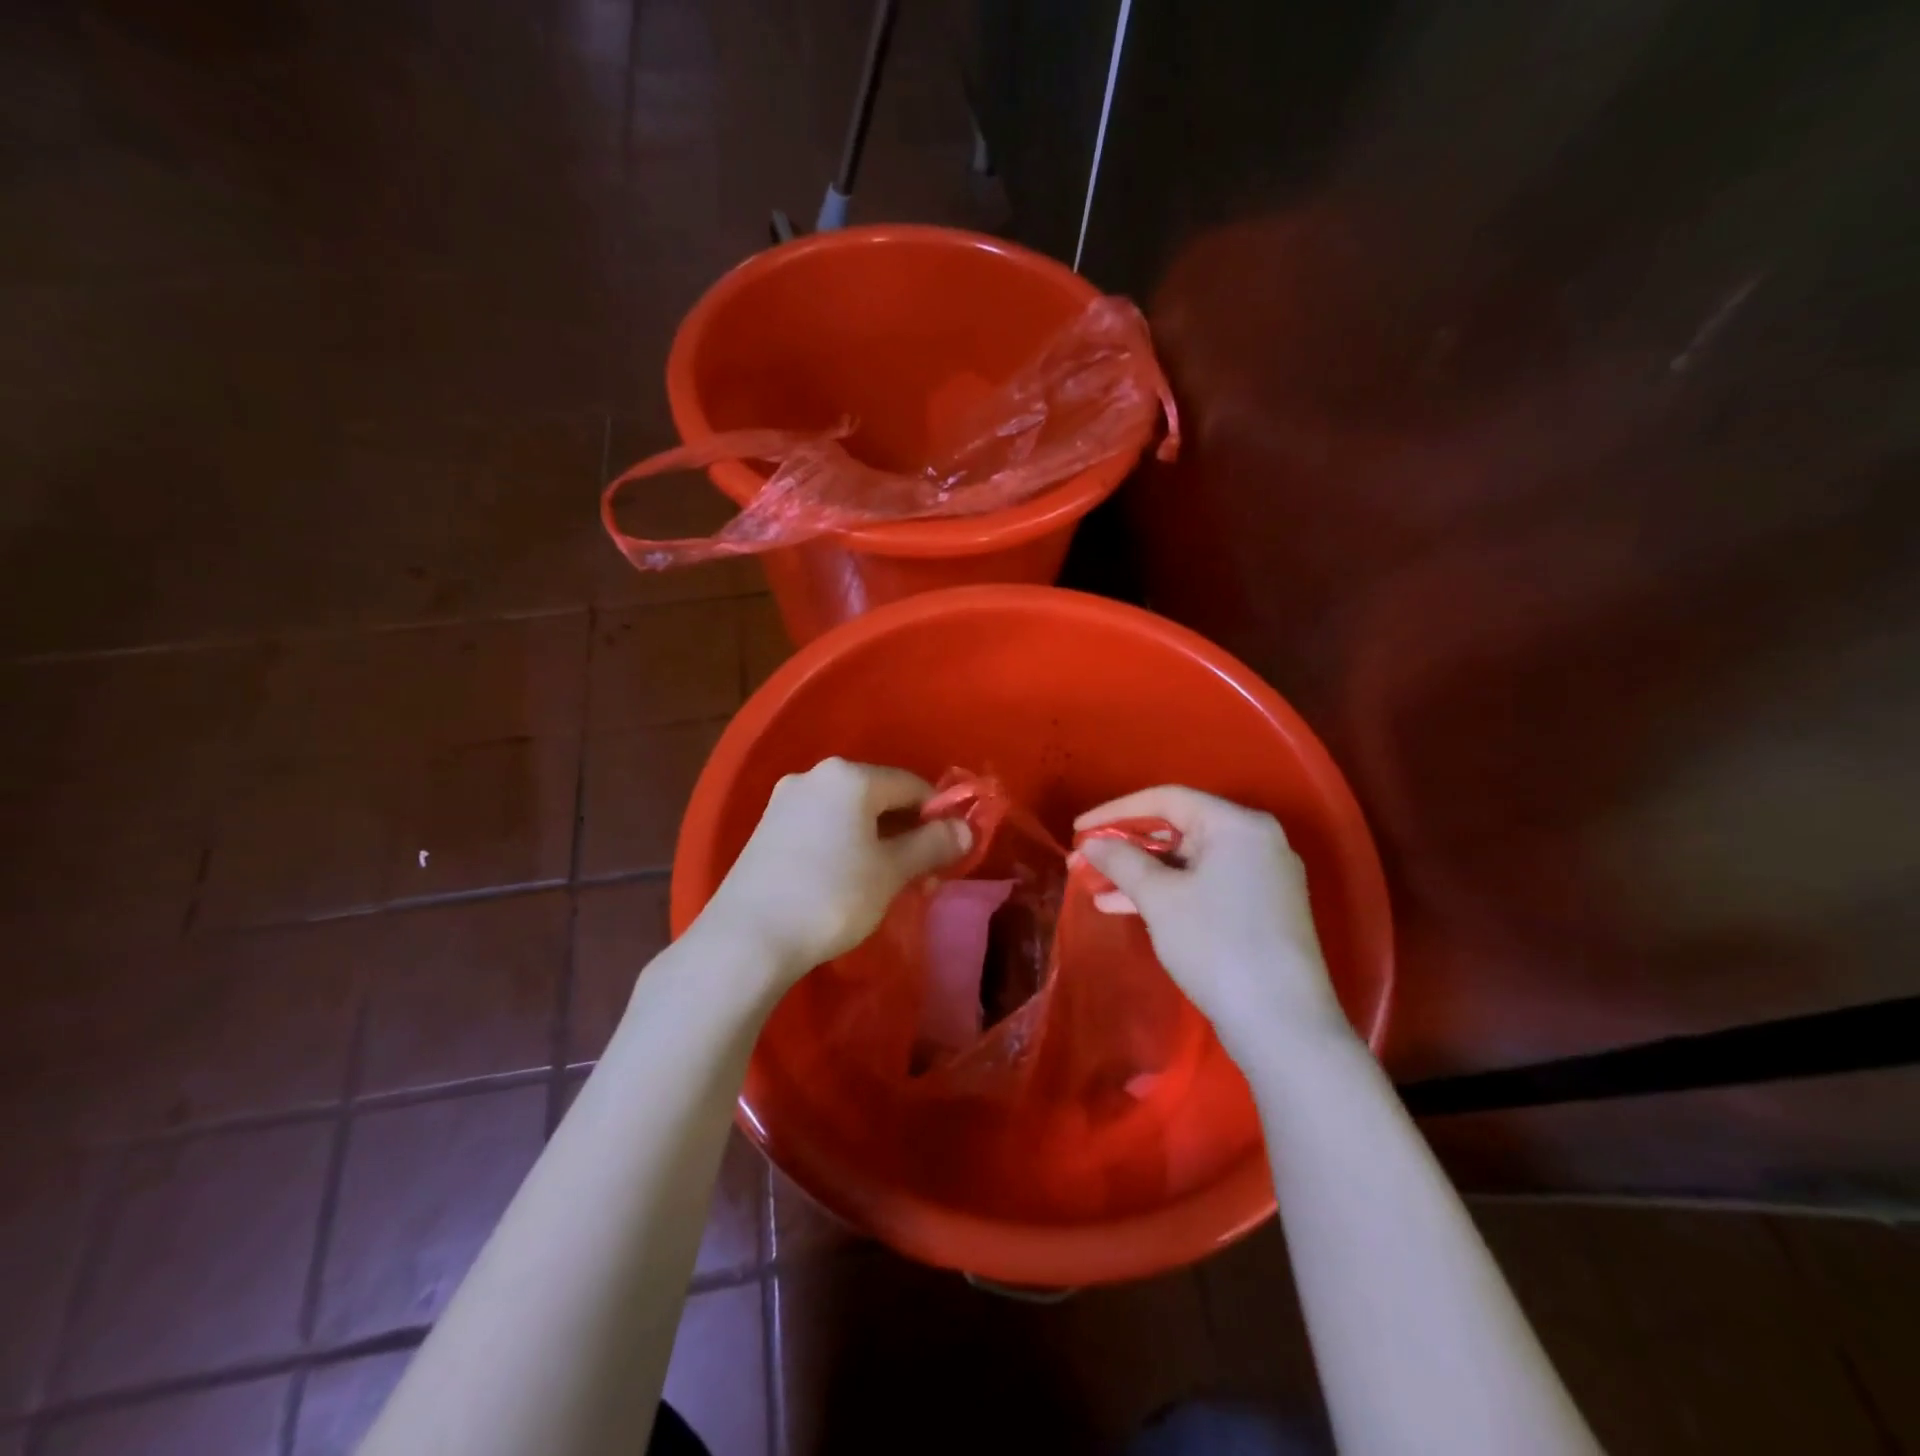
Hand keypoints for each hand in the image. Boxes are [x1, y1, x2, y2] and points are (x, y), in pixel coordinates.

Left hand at [700, 758, 969, 982]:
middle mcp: (815, 776)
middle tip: (922, 875)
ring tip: (887, 883)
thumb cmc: (831, 896)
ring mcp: (785, 802)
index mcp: (849, 776)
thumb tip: (965, 828)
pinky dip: (845, 846)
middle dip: (907, 831)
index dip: (938, 816)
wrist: (747, 939)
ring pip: (849, 814)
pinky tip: (847, 880)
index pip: (911, 784)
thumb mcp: (891, 872)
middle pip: (879, 796)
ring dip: (877, 841)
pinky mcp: (767, 829)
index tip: (949, 854)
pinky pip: (822, 827)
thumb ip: (932, 844)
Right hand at [1073, 786, 1346, 1050]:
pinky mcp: (1260, 909)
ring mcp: (1262, 876)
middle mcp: (1255, 840)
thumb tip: (1091, 843)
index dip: (1116, 811)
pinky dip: (1167, 892)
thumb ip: (1122, 861)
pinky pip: (1203, 884)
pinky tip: (1126, 907)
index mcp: (1237, 824)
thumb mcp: (1160, 899)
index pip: (1167, 799)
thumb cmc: (1217, 945)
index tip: (1078, 828)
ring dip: (1141, 872)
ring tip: (1096, 888)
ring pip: (1188, 860)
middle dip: (1126, 846)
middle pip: (1178, 828)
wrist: (1283, 1025)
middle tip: (1085, 861)